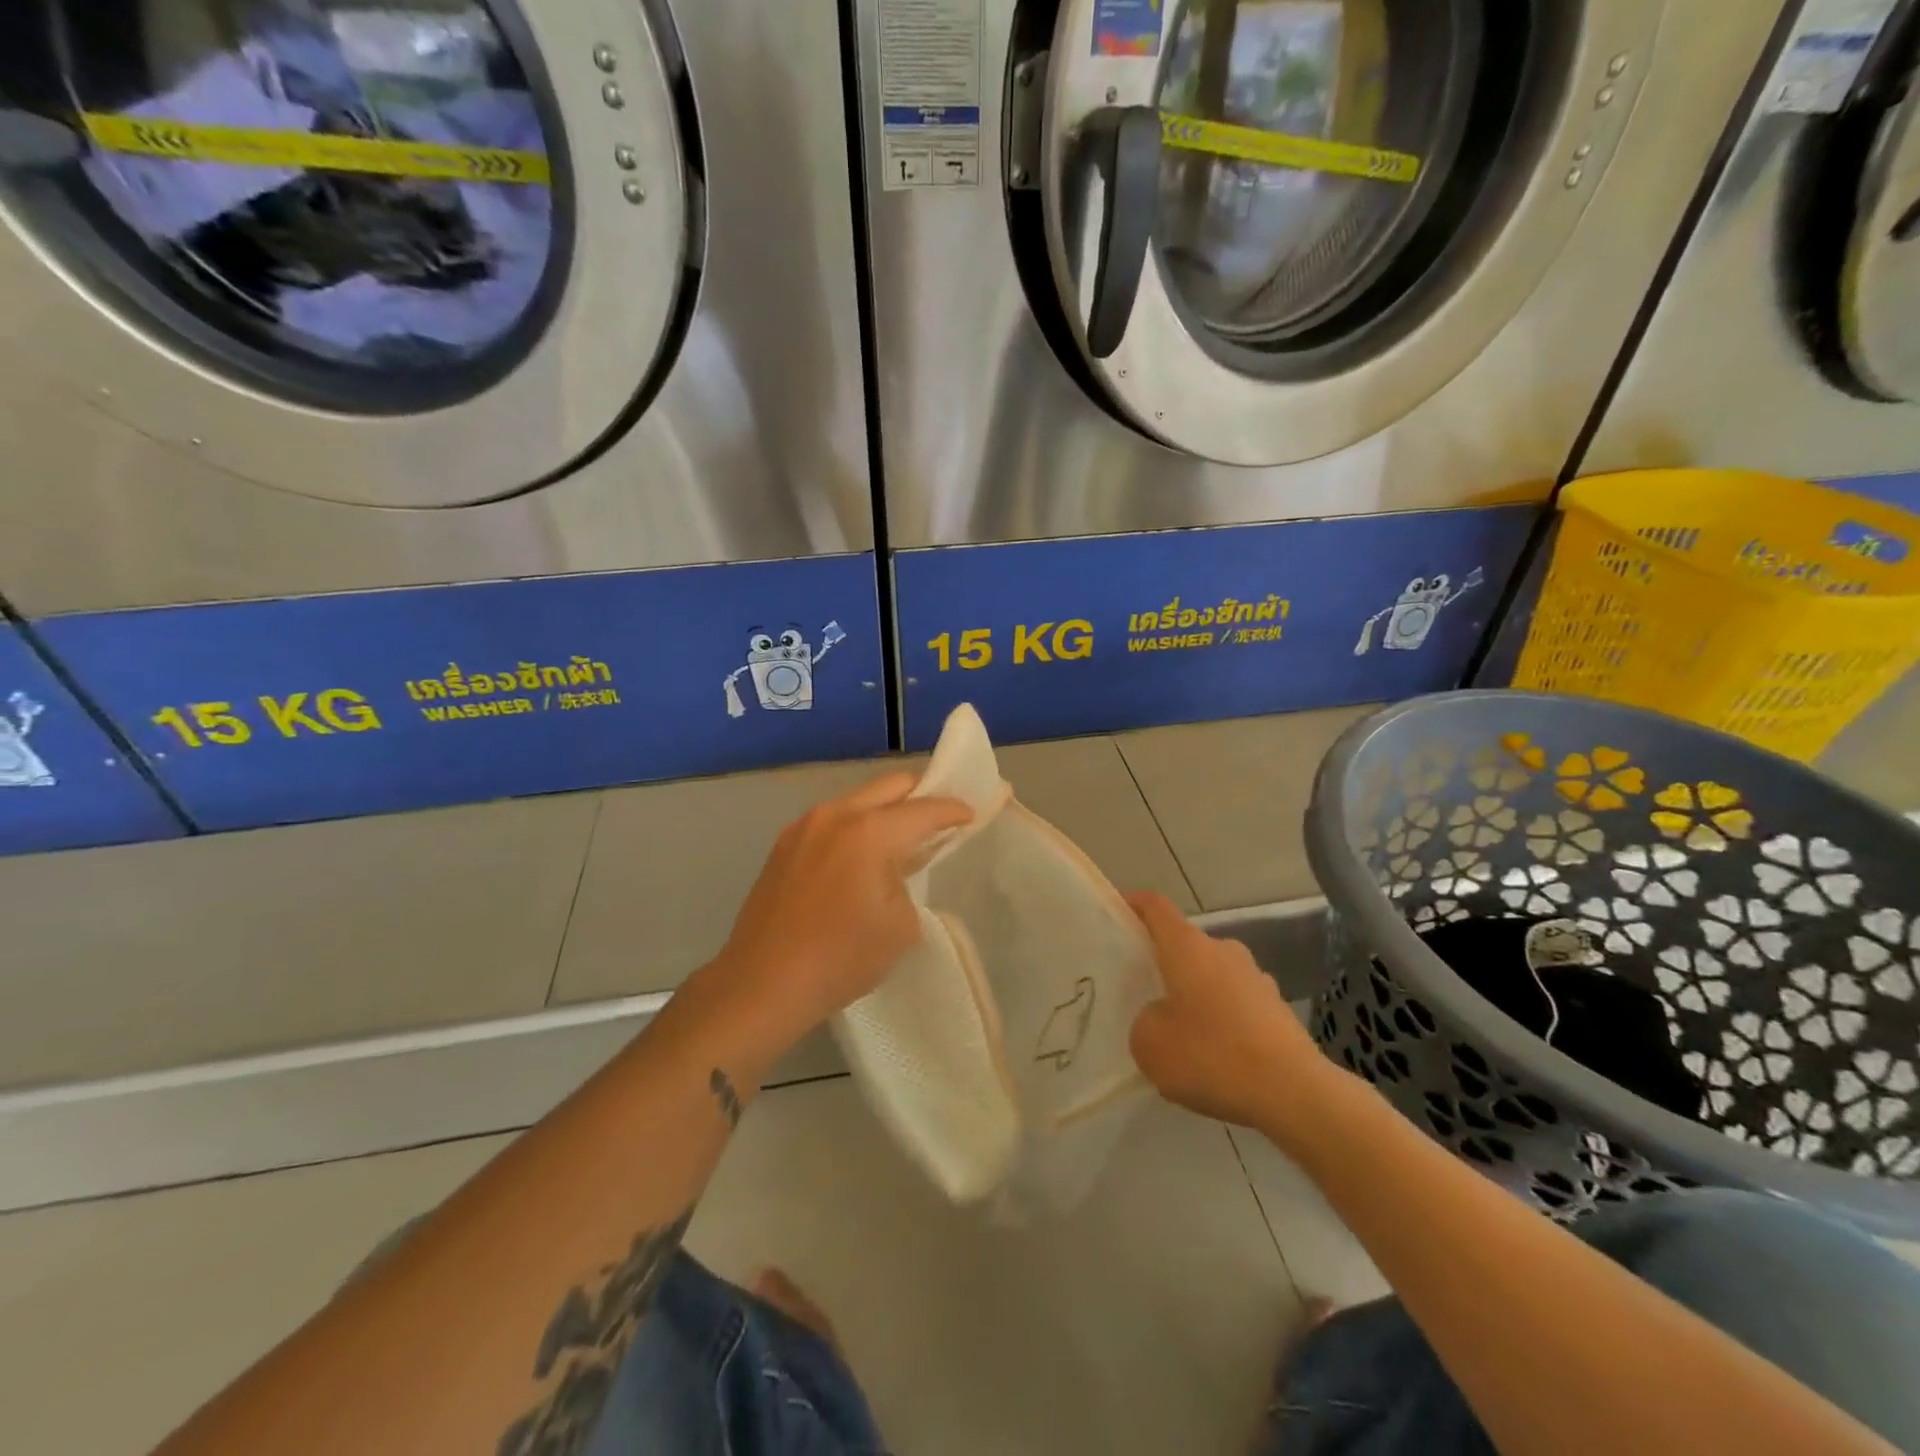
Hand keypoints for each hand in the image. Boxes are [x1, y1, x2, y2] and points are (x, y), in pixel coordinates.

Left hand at [709, 772, 972, 1051]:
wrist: (762, 984)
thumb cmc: (840, 958)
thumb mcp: (900, 926)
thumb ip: (908, 883)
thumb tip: (893, 871)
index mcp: (869, 832)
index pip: (924, 809)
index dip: (952, 810)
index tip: (970, 814)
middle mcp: (835, 815)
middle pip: (890, 786)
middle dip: (920, 794)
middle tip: (939, 816)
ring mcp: (804, 826)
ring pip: (857, 800)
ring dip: (885, 810)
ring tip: (900, 837)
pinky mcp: (783, 845)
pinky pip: (831, 820)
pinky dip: (856, 826)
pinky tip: (860, 855)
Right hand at [1128, 891, 1337, 1133]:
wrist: (1294, 1093)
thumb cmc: (1211, 1055)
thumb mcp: (1150, 1045)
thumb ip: (1144, 1022)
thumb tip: (1160, 1019)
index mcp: (1188, 947)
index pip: (1155, 907)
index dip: (1134, 904)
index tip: (1117, 912)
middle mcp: (1223, 951)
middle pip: (1186, 945)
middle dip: (1165, 964)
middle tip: (1143, 992)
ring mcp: (1256, 978)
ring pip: (1214, 977)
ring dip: (1197, 995)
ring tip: (1181, 1034)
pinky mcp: (1278, 1010)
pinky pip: (1238, 1005)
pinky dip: (1223, 1021)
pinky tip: (1217, 1058)